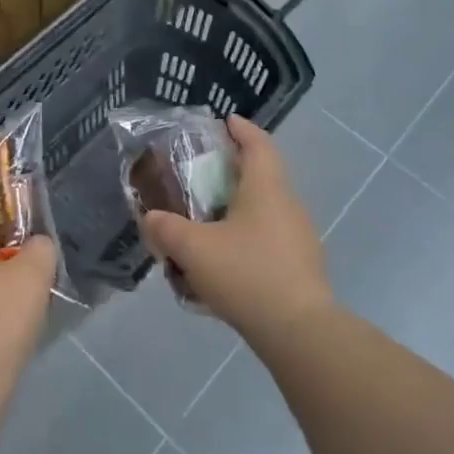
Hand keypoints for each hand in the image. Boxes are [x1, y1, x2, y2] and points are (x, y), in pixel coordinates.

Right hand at [139, 114, 332, 344]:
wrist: (299, 332)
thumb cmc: (247, 273)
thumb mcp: (194, 249)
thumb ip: (166, 229)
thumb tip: (150, 218)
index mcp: (267, 187)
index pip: (258, 144)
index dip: (242, 129)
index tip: (225, 121)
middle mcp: (288, 204)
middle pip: (264, 175)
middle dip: (235, 170)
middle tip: (204, 173)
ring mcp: (300, 237)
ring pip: (267, 210)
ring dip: (240, 208)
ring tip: (209, 221)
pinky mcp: (302, 267)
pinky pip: (271, 239)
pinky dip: (249, 238)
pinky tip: (226, 262)